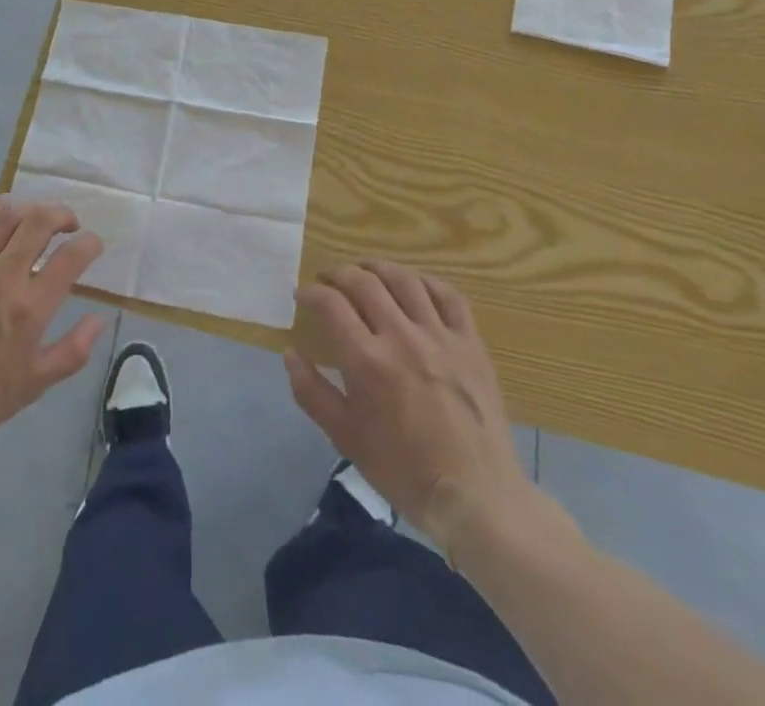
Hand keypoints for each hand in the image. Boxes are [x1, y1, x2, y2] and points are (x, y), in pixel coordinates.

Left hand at [0, 197, 108, 445]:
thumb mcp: (34, 385)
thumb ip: (73, 351)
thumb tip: (99, 318)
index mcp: (30, 307)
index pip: (71, 257)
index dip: (91, 243)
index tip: (93, 245)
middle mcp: (4, 277)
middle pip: (40, 222)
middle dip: (63, 214)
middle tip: (69, 224)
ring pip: (7, 216)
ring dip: (31, 208)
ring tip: (38, 216)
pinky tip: (2, 212)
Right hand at [286, 260, 538, 543]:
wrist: (475, 496)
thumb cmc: (403, 470)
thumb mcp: (345, 437)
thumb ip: (311, 392)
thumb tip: (290, 353)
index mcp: (367, 362)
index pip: (330, 304)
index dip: (311, 293)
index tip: (302, 295)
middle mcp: (402, 337)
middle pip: (364, 282)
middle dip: (338, 274)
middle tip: (327, 280)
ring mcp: (440, 337)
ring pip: (405, 280)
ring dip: (378, 268)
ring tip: (365, 271)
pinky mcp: (471, 343)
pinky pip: (448, 296)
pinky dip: (426, 281)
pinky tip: (413, 285)